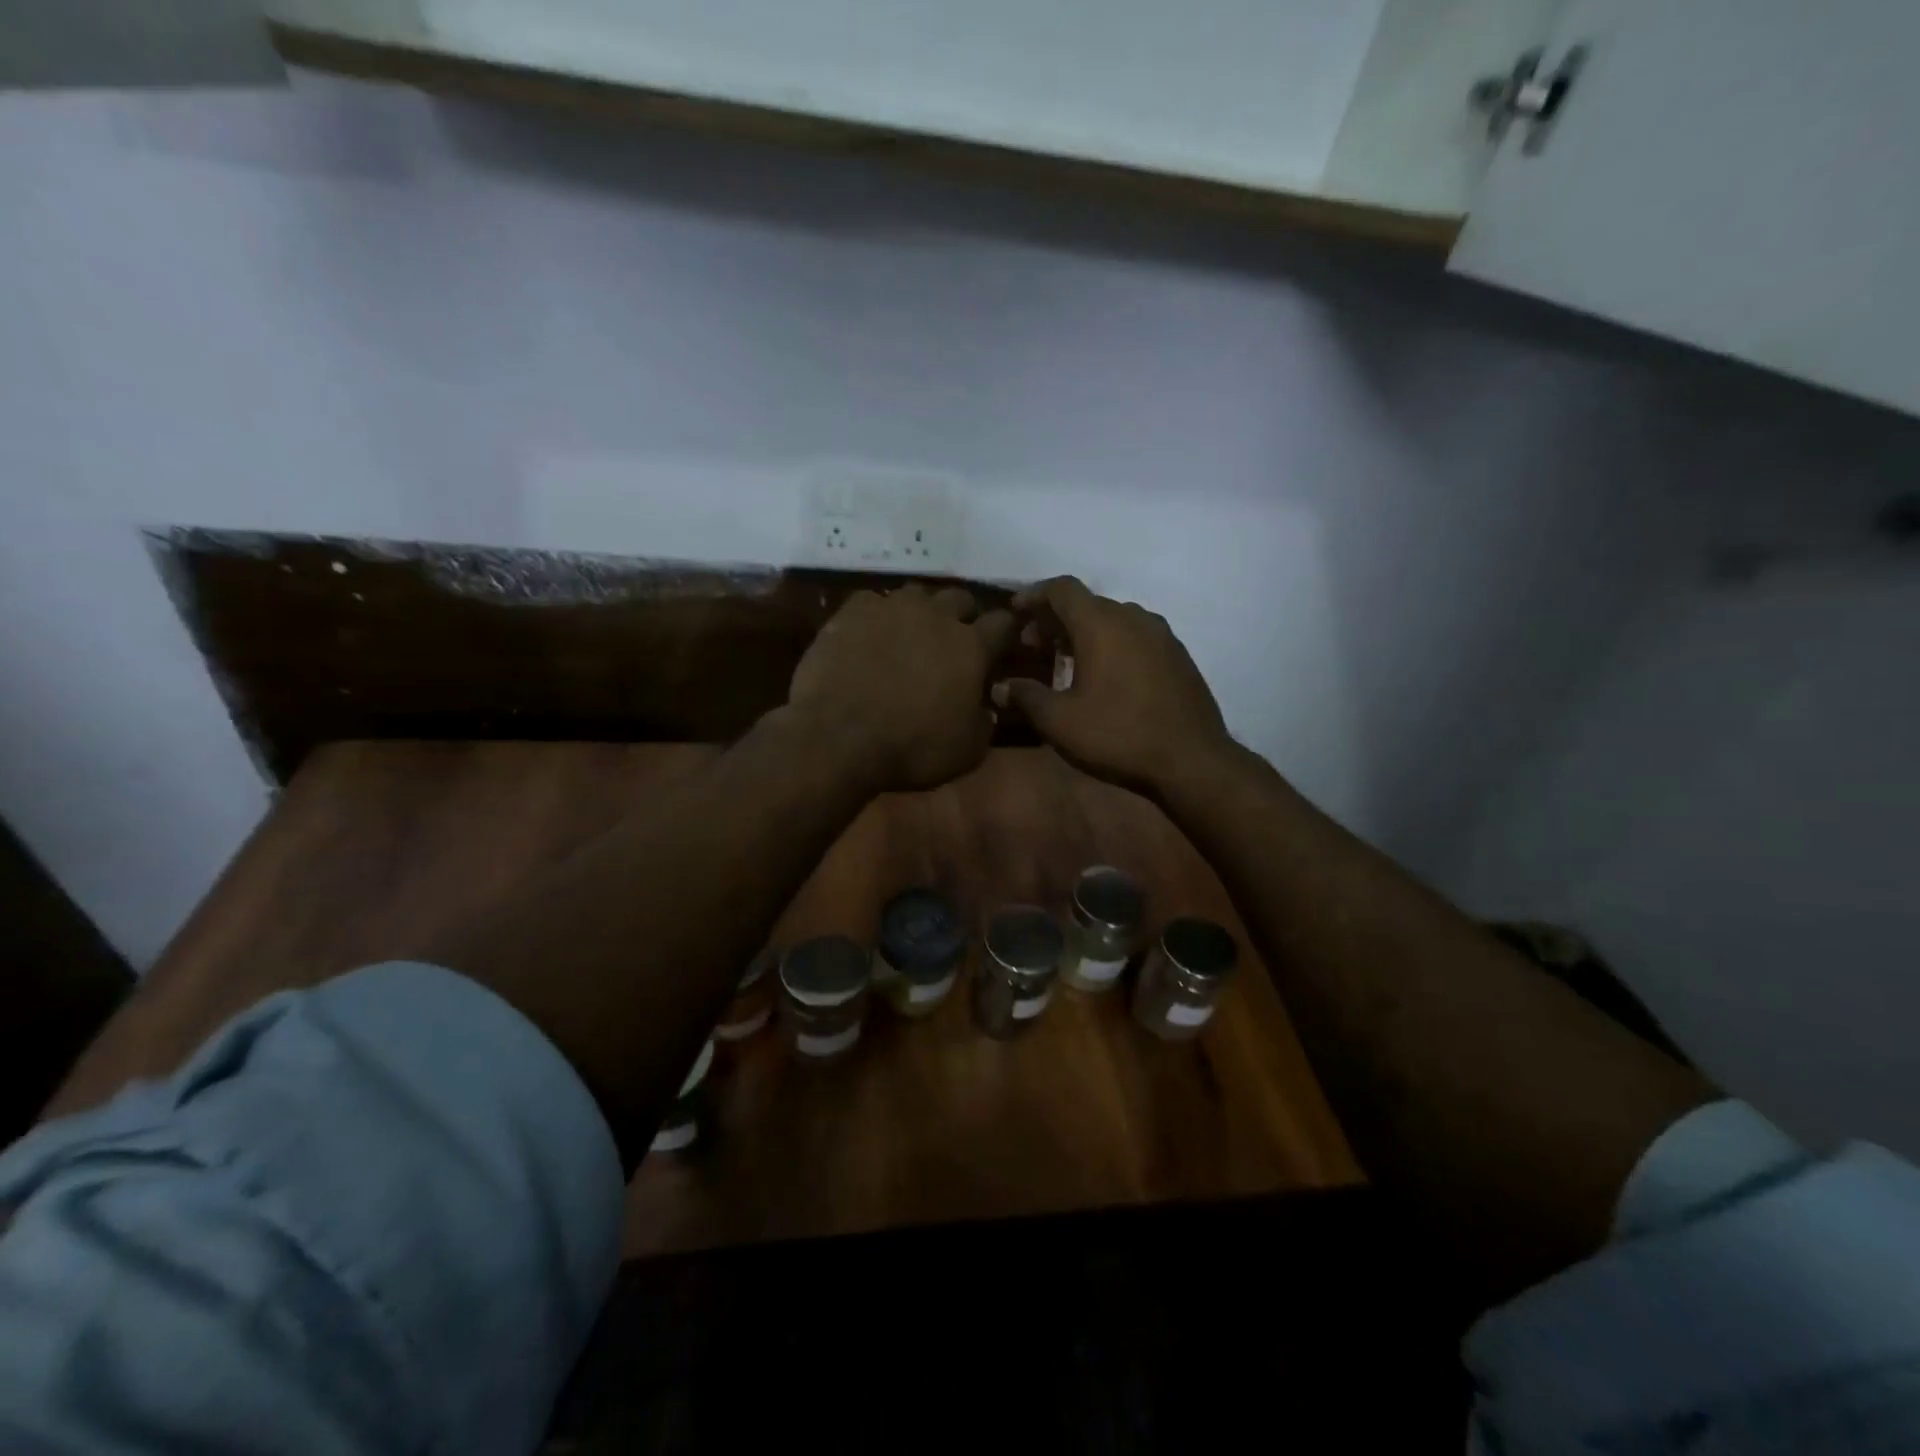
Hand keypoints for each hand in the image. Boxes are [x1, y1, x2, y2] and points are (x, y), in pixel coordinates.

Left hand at [787, 584, 1015, 792]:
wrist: (839, 737)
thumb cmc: (912, 747)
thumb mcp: (968, 750)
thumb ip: (985, 721)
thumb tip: (986, 706)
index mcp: (972, 647)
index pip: (1003, 623)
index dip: (1006, 631)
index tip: (1003, 643)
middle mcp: (936, 615)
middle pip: (960, 598)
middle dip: (963, 615)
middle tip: (954, 640)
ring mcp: (892, 608)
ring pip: (917, 594)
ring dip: (921, 611)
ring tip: (911, 633)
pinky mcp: (852, 612)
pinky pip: (872, 602)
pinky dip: (877, 615)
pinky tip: (870, 635)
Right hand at [993, 577, 1232, 795]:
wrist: (1192, 760)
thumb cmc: (1118, 735)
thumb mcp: (1060, 722)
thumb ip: (1026, 697)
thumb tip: (1000, 688)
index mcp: (1101, 624)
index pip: (1062, 589)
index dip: (1034, 595)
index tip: (1015, 612)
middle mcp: (1133, 617)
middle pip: (1087, 603)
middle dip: (1056, 619)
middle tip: (1033, 645)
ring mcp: (1161, 635)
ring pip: (1114, 619)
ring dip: (1085, 632)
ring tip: (1066, 660)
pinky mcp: (1178, 655)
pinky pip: (1135, 636)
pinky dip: (1112, 644)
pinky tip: (1105, 675)